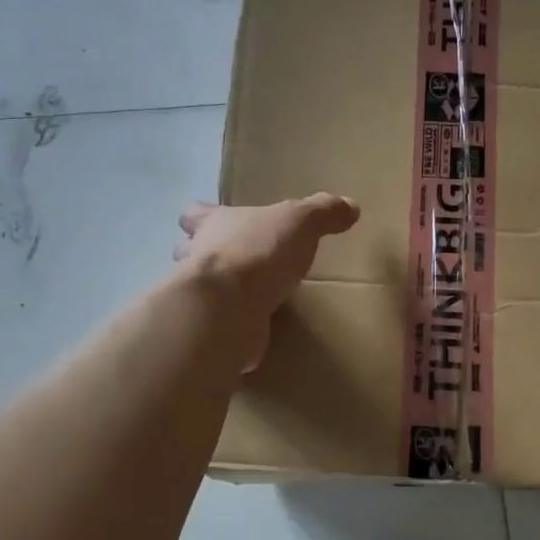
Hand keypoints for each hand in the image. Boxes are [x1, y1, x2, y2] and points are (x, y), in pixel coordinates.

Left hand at [174, 195, 360, 368]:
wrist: (229, 308)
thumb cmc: (258, 252)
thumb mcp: (300, 222)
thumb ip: (323, 212)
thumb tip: (350, 206)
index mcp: (215, 225)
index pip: (196, 215)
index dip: (204, 217)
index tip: (218, 223)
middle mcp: (198, 258)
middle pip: (188, 251)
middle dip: (204, 256)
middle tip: (233, 264)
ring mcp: (199, 298)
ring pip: (200, 290)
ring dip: (217, 293)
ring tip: (245, 299)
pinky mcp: (208, 330)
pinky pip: (217, 325)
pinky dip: (230, 327)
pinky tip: (252, 332)